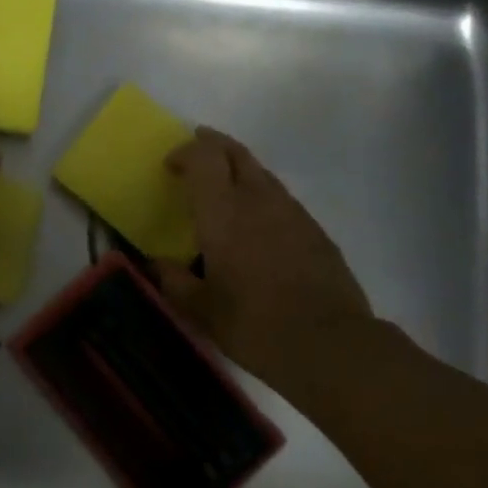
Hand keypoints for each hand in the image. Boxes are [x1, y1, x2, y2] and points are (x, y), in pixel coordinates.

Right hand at [154, 128, 375, 400]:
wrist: (328, 342)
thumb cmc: (254, 324)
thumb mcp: (202, 310)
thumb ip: (175, 282)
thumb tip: (158, 265)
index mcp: (223, 213)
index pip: (204, 158)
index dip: (185, 152)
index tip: (170, 165)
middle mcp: (258, 200)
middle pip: (236, 152)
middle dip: (212, 144)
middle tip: (196, 150)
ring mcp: (291, 211)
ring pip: (261, 172)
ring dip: (238, 168)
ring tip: (224, 185)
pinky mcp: (315, 229)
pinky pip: (281, 197)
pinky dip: (261, 194)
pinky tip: (257, 221)